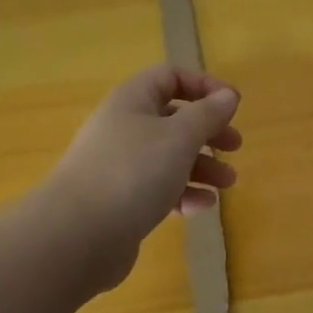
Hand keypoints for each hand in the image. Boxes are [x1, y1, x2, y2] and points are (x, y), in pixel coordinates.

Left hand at [42, 65, 241, 291]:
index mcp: (132, 101)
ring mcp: (119, 165)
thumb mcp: (179, 137)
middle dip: (208, 132)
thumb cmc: (133, 172)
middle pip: (173, 119)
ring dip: (202, 166)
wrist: (77, 235)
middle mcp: (123, 127)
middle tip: (235, 147)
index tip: (233, 106)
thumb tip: (228, 95)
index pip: (170, 77)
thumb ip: (207, 114)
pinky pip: (158, 188)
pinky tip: (201, 207)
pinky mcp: (120, 200)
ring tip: (227, 184)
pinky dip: (182, 193)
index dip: (204, 85)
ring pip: (168, 157)